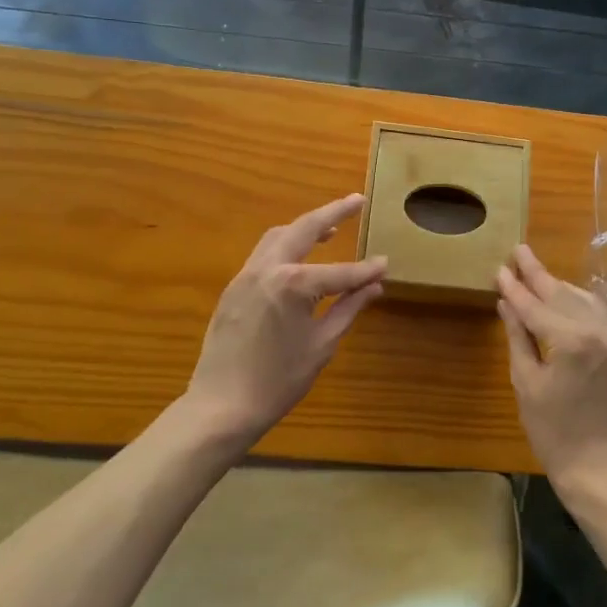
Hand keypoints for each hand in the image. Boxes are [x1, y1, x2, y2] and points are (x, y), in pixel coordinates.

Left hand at [184, 195, 386, 444]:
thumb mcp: (322, 344)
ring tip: (330, 227)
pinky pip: (263, 254)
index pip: (341, 271)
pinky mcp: (233, 287)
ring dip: (305, 226)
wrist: (220, 407)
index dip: (366, 270)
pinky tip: (300, 256)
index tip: (386, 263)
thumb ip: (348, 308)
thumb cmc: (278, 381)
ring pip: (278, 235)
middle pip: (303, 229)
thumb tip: (374, 285)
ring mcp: (246, 275)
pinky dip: (285, 245)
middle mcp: (268, 268)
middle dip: (332, 212)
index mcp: (293, 284)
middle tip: (356, 200)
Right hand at [497, 244, 606, 503]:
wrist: (600, 468)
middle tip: (518, 251)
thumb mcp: (526, 383)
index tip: (500, 268)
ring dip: (558, 285)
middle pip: (561, 294)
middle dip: (538, 273)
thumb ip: (519, 337)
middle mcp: (598, 331)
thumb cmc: (554, 432)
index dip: (515, 287)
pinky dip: (577, 301)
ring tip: (535, 271)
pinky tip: (563, 296)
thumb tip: (507, 303)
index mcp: (571, 341)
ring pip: (582, 299)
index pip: (535, 306)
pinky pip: (597, 313)